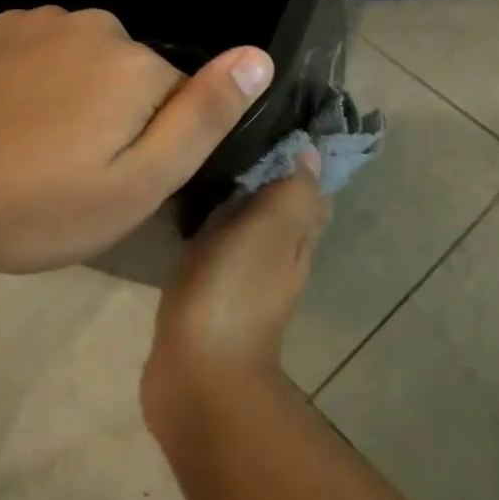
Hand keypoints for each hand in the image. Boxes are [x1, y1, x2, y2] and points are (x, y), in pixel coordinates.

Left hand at [0, 7, 273, 273]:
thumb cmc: (35, 205)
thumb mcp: (137, 184)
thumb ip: (204, 118)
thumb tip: (259, 56)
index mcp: (137, 65)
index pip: (181, 101)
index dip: (155, 147)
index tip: (115, 183)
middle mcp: (96, 26)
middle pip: (135, 79)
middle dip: (118, 121)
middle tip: (73, 176)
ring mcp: (38, 21)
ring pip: (89, 66)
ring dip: (76, 102)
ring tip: (33, 154)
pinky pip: (44, 56)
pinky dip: (37, 86)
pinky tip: (3, 125)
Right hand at [142, 155, 329, 430]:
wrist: (197, 375)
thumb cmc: (233, 294)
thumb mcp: (269, 231)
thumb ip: (292, 192)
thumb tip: (312, 153)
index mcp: (297, 240)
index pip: (310, 192)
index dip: (299, 160)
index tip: (274, 124)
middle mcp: (278, 260)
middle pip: (281, 209)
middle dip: (265, 176)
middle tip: (231, 138)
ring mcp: (244, 282)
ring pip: (247, 230)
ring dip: (235, 202)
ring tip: (206, 164)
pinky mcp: (210, 297)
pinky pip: (216, 251)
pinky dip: (210, 229)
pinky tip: (187, 214)